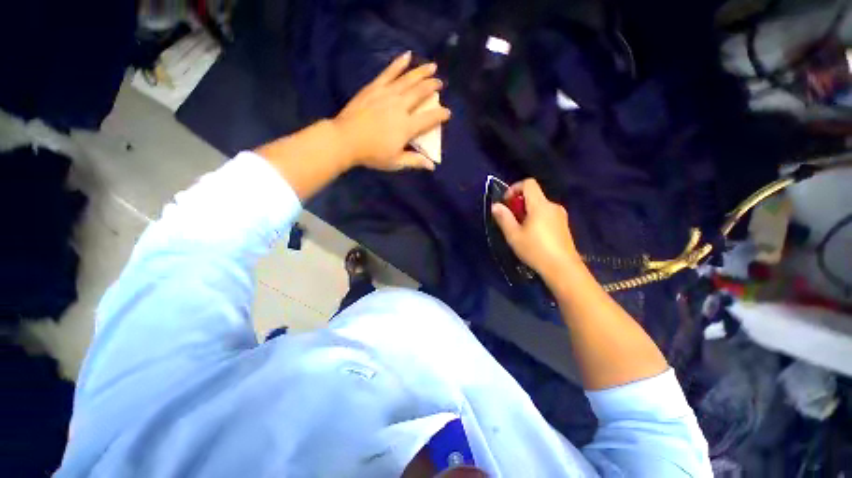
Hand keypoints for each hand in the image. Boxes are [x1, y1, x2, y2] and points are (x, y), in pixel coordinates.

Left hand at [333, 51, 450, 170]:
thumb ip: (415, 161)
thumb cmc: (372, 154)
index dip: (441, 115)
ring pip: (408, 79)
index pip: (429, 118)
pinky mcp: (374, 87)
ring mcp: (387, 94)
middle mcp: (400, 107)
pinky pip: (389, 72)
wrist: (345, 139)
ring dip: (422, 72)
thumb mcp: (395, 162)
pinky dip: (399, 64)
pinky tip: (407, 56)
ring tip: (432, 66)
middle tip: (440, 83)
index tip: (448, 112)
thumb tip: (432, 166)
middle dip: (432, 87)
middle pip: (420, 93)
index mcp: (407, 126)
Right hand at [491, 179, 581, 283]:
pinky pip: (547, 215)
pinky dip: (536, 219)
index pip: (528, 183)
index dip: (514, 188)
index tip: (506, 203)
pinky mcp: (564, 226)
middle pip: (534, 195)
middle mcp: (552, 206)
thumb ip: (504, 218)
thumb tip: (496, 205)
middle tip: (510, 220)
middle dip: (519, 204)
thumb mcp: (514, 235)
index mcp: (540, 205)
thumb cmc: (535, 250)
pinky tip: (533, 236)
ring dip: (527, 212)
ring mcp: (560, 216)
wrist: (563, 269)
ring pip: (540, 206)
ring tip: (520, 230)